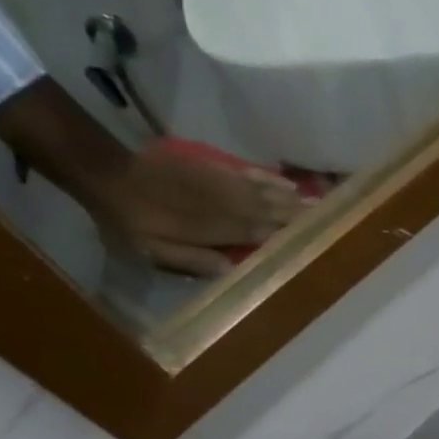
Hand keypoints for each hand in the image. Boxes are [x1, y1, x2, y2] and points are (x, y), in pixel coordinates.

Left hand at [87, 141, 304, 277]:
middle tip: (332, 217)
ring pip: (265, 191)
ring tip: (320, 202)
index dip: (287, 234)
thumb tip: (231, 270)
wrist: (107, 172)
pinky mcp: (213, 168)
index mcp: (213, 227)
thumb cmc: (130, 221)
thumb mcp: (153, 250)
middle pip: (270, 209)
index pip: (259, 232)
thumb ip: (192, 260)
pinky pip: (249, 173)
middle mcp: (224, 203)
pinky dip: (271, 178)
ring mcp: (220, 182)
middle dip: (300, 214)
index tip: (315, 237)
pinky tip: (288, 182)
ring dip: (293, 197)